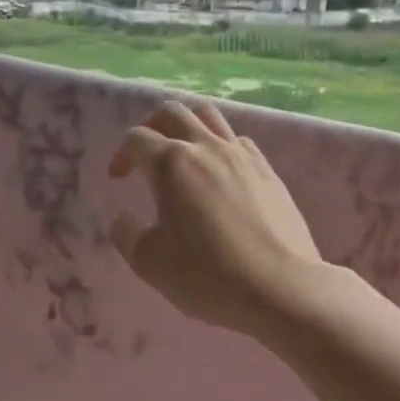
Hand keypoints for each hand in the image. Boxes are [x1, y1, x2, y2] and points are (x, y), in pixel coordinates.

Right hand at [109, 101, 323, 338]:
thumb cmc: (207, 275)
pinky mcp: (268, 171)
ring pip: (209, 116)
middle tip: (145, 154)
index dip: (121, 154)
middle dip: (150, 126)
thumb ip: (126, 234)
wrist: (281, 288)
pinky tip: (219, 174)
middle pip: (172, 112)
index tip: (118, 179)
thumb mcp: (149, 262)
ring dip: (187, 126)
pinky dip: (220, 146)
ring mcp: (242, 156)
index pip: (136, 139)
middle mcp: (206, 148)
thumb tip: (122, 218)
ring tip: (182, 153)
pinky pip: (238, 141)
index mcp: (171, 164)